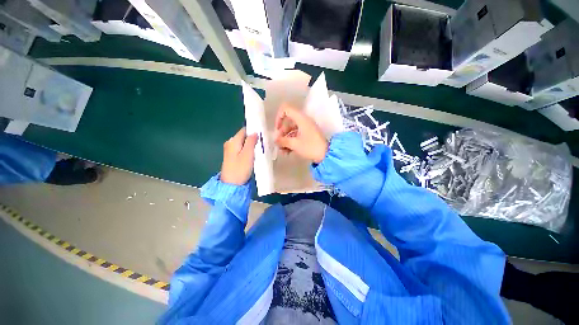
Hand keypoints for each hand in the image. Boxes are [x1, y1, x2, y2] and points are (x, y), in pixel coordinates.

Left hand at [220, 127, 257, 184]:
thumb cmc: (240, 169)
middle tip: (262, 144)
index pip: (244, 130)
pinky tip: (253, 155)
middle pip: (244, 137)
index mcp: (233, 141)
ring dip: (251, 146)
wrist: (231, 185)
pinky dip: (248, 151)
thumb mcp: (248, 154)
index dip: (253, 131)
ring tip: (260, 150)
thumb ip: (251, 141)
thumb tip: (254, 132)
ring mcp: (230, 151)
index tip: (262, 135)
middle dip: (253, 139)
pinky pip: (242, 150)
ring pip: (243, 144)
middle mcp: (230, 143)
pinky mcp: (232, 157)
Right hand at [274, 104, 327, 162]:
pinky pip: (296, 136)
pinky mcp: (308, 135)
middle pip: (288, 122)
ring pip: (291, 131)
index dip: (279, 117)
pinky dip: (291, 142)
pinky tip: (287, 152)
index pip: (286, 109)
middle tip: (278, 144)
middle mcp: (303, 121)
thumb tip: (275, 140)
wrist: (327, 154)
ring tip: (282, 152)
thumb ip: (283, 141)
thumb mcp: (295, 144)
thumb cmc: (311, 147)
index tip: (277, 129)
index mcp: (301, 118)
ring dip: (285, 140)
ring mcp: (306, 128)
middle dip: (281, 133)